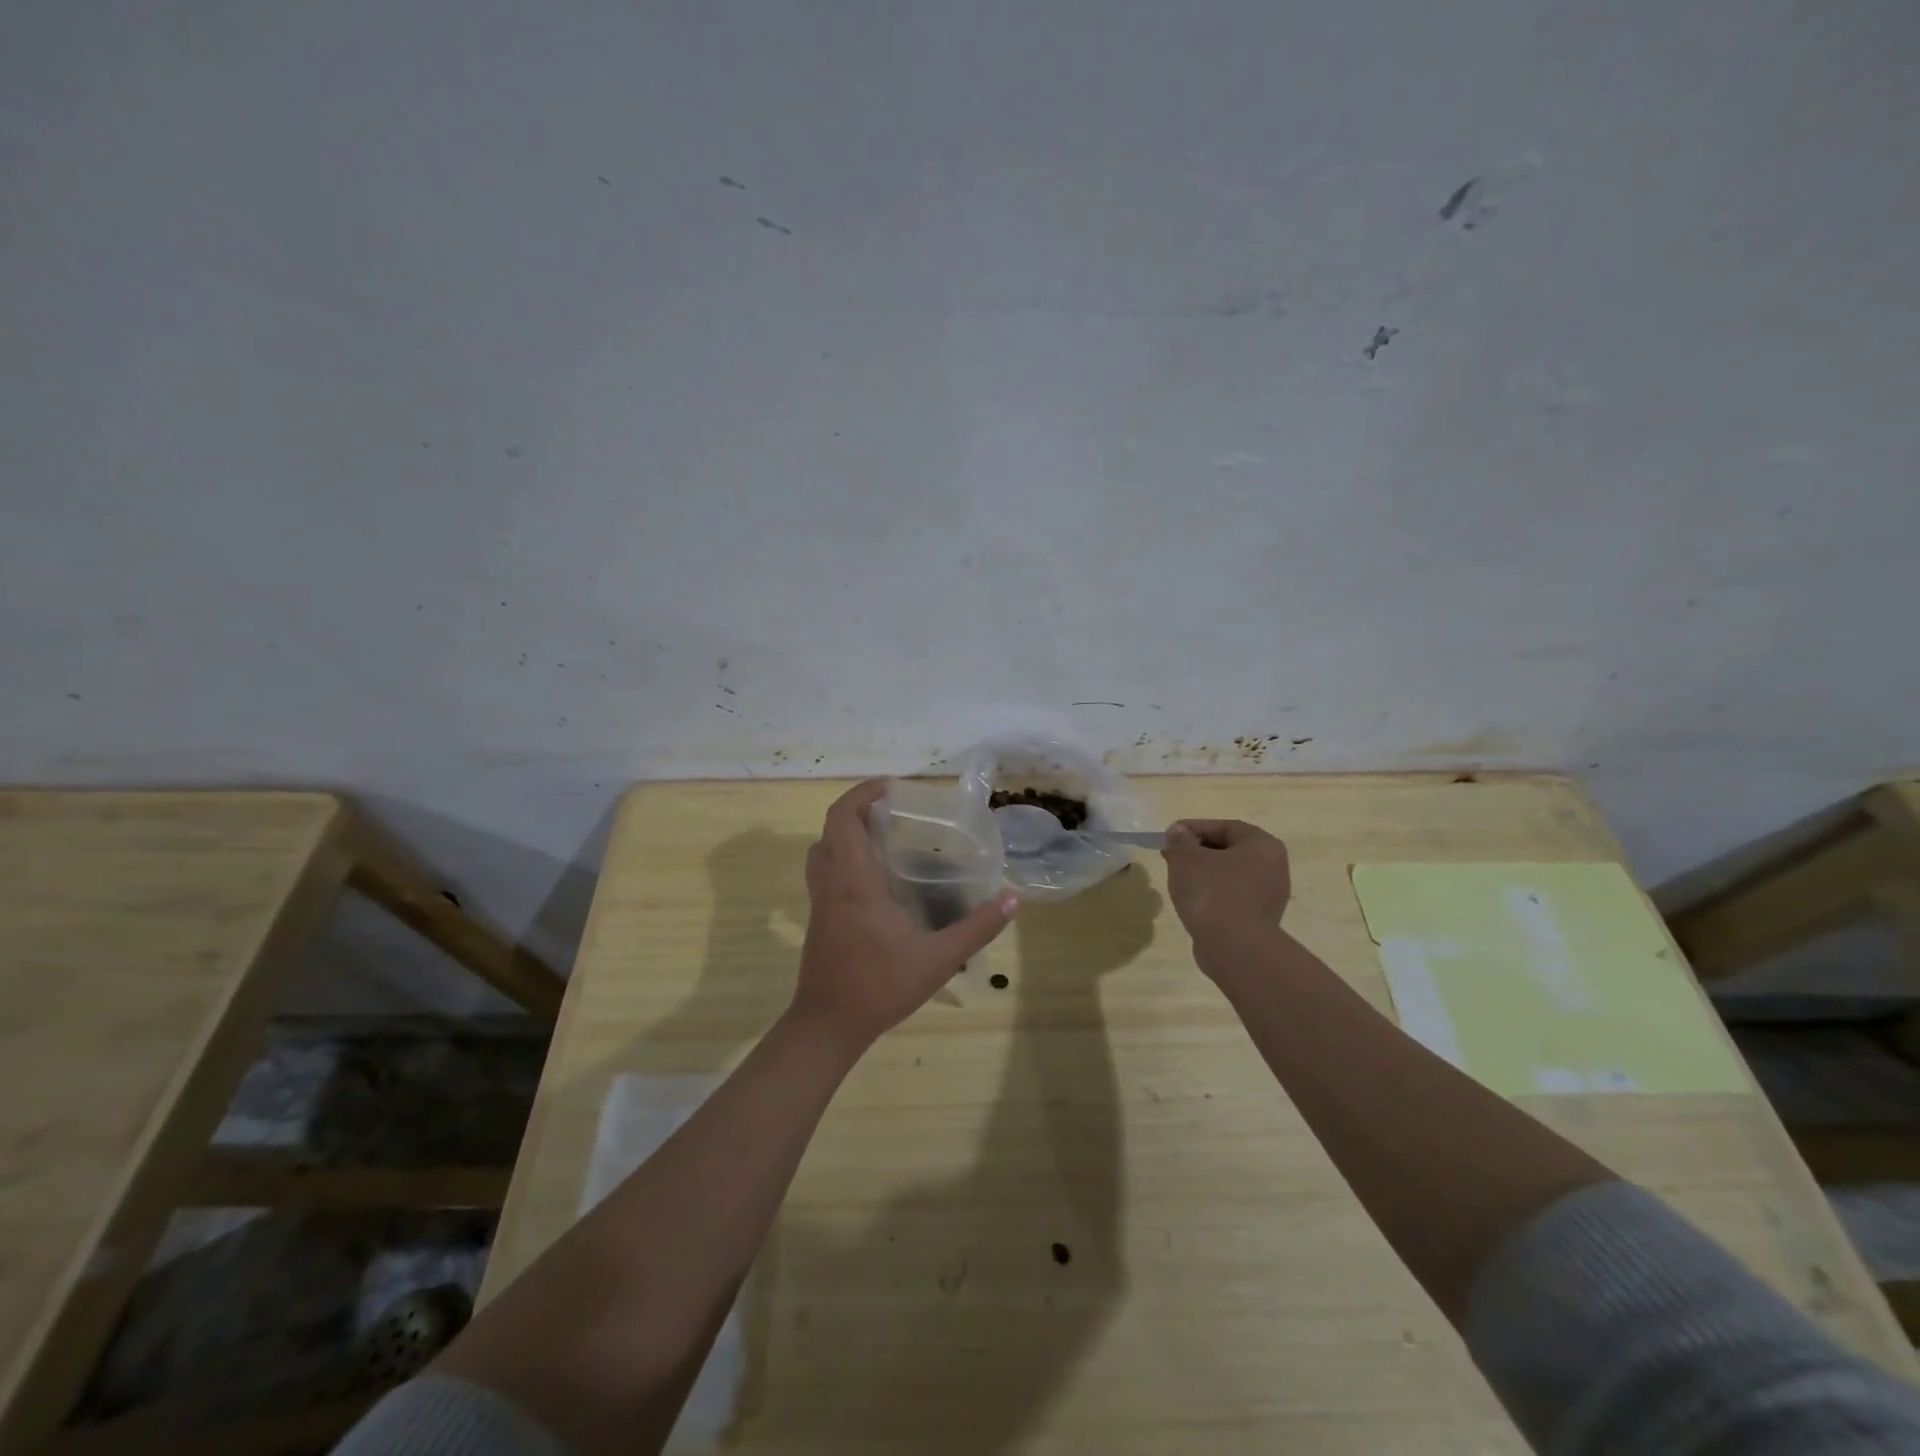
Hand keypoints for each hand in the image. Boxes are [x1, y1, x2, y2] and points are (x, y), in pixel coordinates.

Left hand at [792, 780, 1018, 1051]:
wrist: (828, 1026)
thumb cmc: (880, 986)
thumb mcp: (939, 958)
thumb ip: (977, 927)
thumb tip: (1012, 898)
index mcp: (854, 881)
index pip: (843, 818)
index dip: (861, 794)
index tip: (889, 787)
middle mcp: (831, 884)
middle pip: (830, 829)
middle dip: (857, 809)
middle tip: (892, 810)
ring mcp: (820, 902)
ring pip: (822, 851)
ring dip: (846, 834)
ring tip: (882, 837)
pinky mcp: (819, 920)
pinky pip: (825, 873)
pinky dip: (844, 859)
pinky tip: (877, 881)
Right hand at [1161, 820, 1290, 943]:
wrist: (1234, 948)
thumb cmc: (1212, 892)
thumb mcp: (1186, 858)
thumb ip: (1180, 840)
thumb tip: (1178, 832)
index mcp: (1262, 844)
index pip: (1224, 827)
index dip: (1193, 828)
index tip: (1169, 836)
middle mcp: (1273, 867)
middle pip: (1228, 850)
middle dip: (1197, 851)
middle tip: (1170, 856)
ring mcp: (1269, 896)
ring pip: (1230, 875)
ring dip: (1204, 874)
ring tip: (1178, 879)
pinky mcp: (1260, 920)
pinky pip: (1232, 898)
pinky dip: (1212, 895)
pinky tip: (1193, 902)